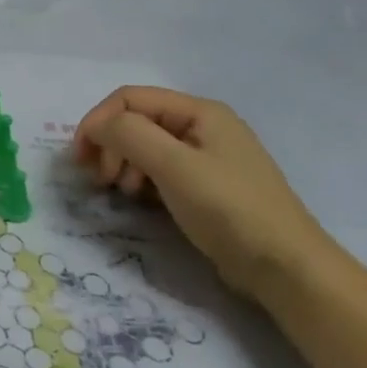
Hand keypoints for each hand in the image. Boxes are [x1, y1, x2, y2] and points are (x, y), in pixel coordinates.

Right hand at [72, 87, 340, 303]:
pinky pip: (158, 169)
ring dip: (122, 164)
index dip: (98, 122)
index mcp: (199, 111)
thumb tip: (96, 128)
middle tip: (102, 180)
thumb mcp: (173, 166)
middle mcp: (201, 126)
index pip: (129, 99)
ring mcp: (205, 156)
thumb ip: (128, 135)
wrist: (286, 268)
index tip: (80, 158)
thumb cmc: (229, 209)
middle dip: (110, 145)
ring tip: (122, 192)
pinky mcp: (204, 185)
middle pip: (135, 121)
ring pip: (143, 145)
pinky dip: (140, 179)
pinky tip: (141, 200)